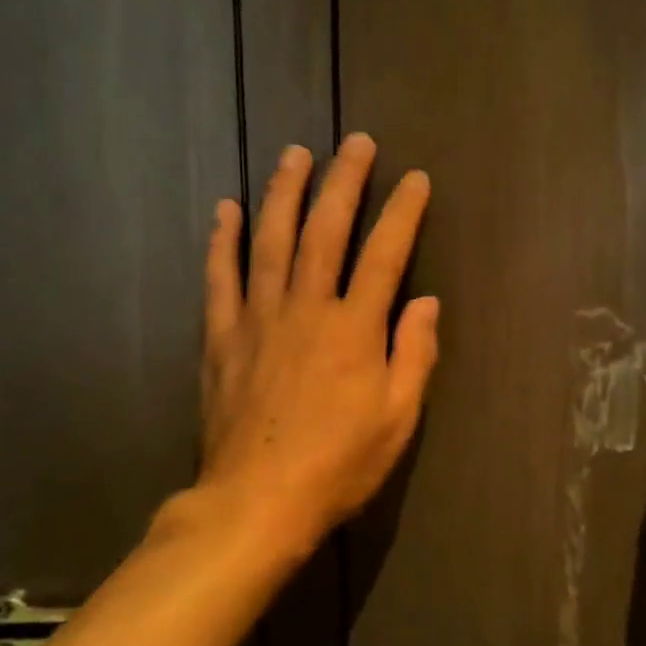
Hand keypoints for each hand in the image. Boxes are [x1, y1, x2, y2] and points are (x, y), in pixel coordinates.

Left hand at [157, 134, 438, 571]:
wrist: (256, 503)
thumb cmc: (339, 464)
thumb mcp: (398, 417)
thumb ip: (414, 353)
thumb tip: (425, 301)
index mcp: (355, 329)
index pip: (385, 254)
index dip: (402, 213)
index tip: (415, 179)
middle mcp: (306, 308)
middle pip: (325, 230)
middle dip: (344, 182)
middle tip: (355, 143)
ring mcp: (258, 318)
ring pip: (271, 240)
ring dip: (284, 193)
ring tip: (294, 154)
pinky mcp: (221, 337)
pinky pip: (220, 278)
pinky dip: (224, 240)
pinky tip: (227, 209)